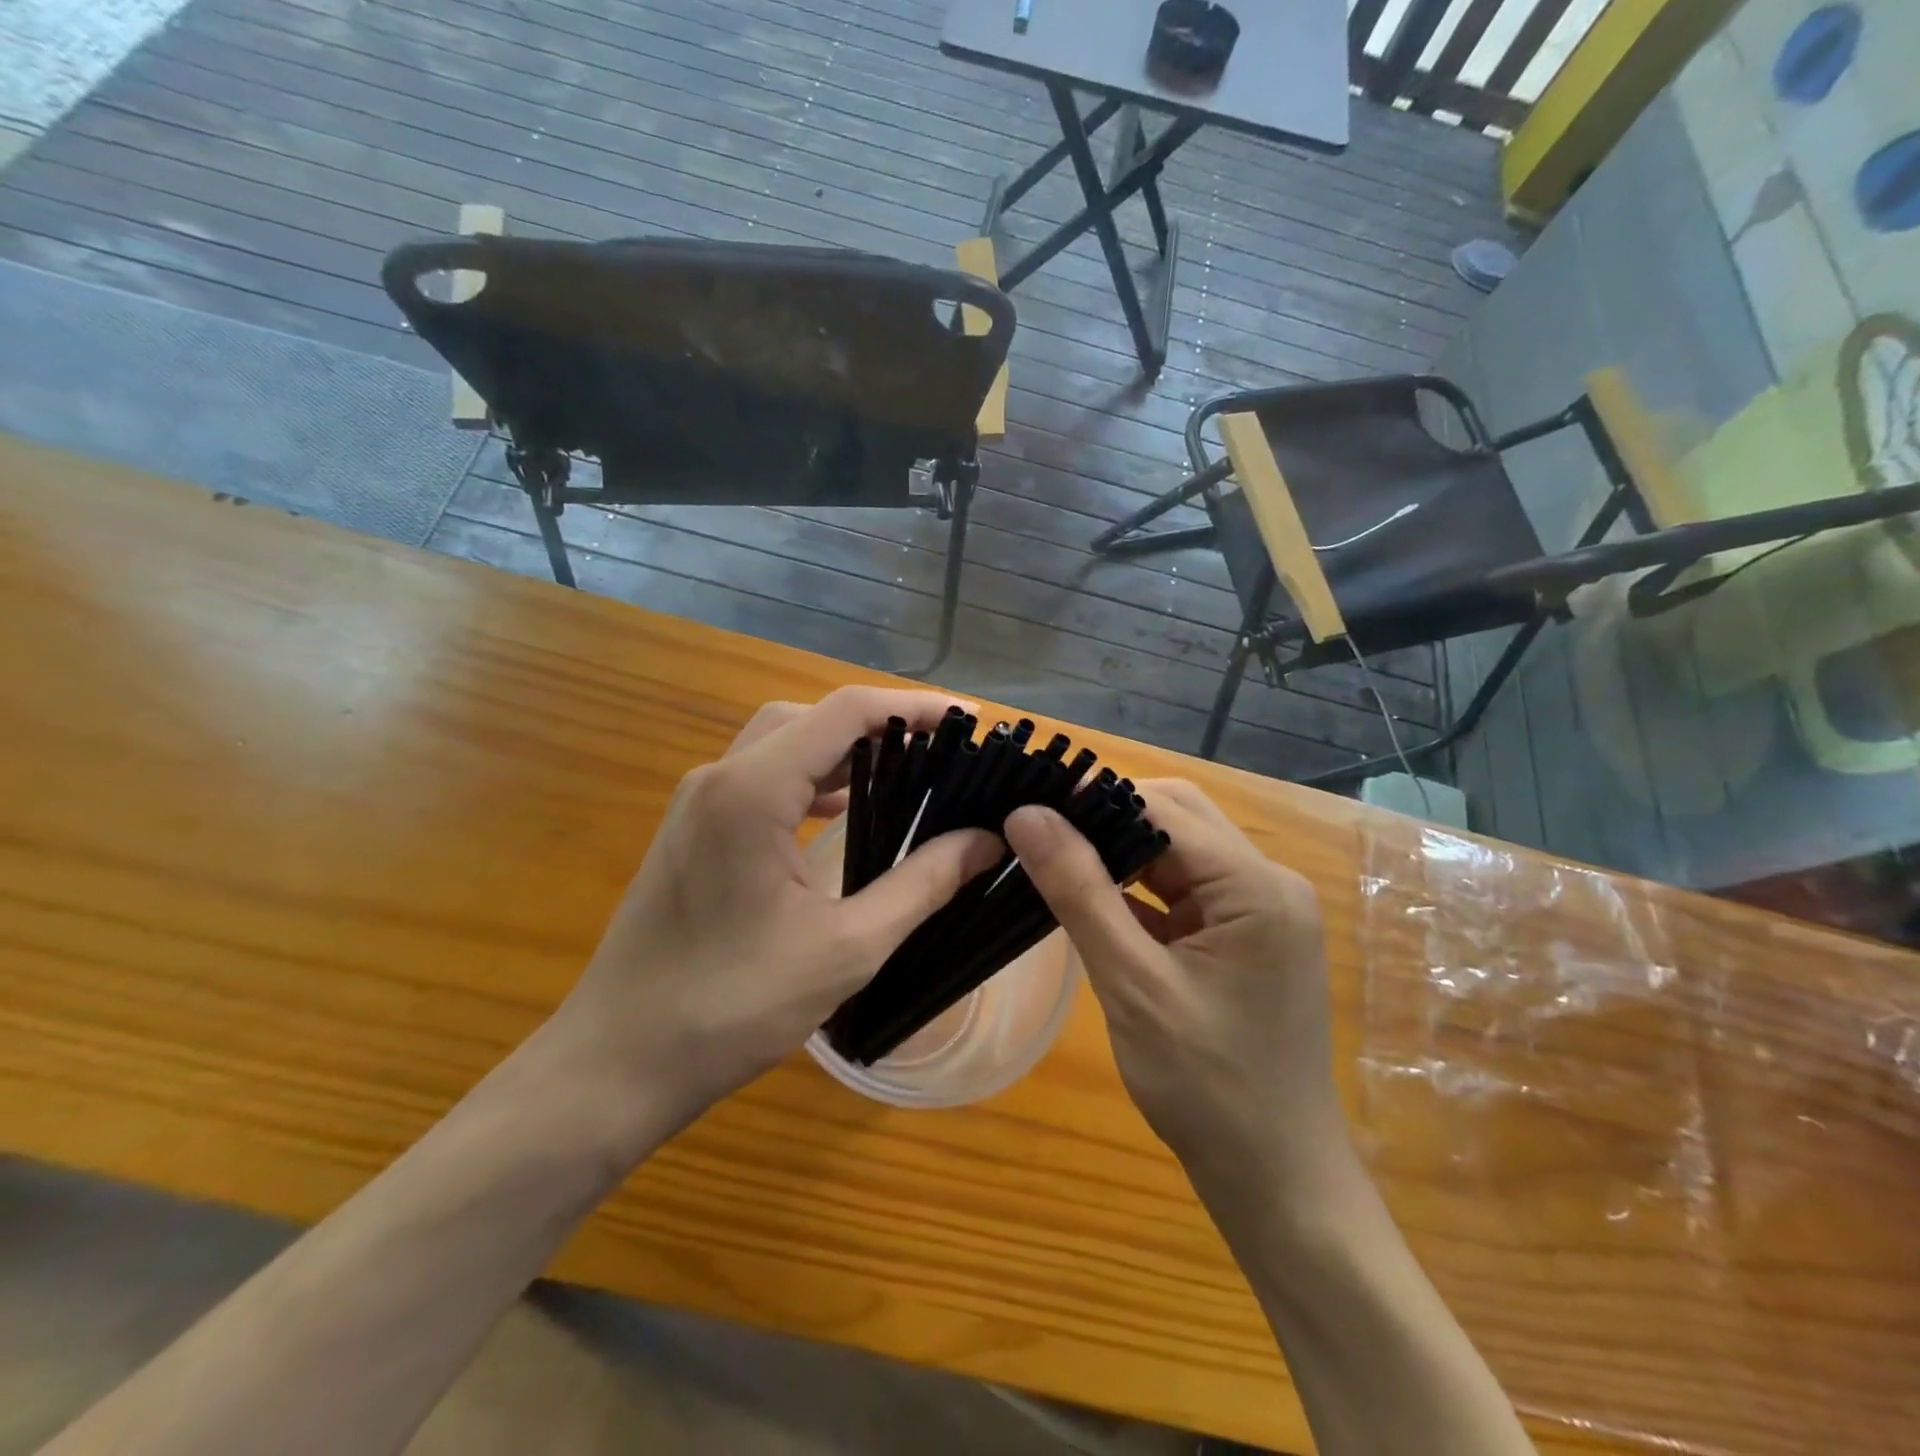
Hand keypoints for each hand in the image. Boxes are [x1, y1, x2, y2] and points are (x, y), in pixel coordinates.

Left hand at [551, 688, 1001, 1140]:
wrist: (617, 1061)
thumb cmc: (733, 1007)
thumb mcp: (847, 947)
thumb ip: (922, 883)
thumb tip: (987, 841)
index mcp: (752, 791)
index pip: (844, 713)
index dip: (911, 707)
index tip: (968, 719)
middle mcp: (719, 778)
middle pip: (810, 717)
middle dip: (878, 723)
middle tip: (940, 748)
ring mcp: (697, 802)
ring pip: (782, 743)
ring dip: (842, 750)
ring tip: (905, 771)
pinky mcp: (691, 830)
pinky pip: (760, 778)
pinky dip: (809, 779)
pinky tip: (844, 811)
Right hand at [1004, 780, 1353, 1201]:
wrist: (1278, 1183)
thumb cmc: (1207, 1088)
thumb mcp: (1132, 984)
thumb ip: (1079, 892)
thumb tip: (1027, 816)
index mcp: (1257, 887)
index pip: (1165, 808)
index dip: (1096, 798)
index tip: (1031, 802)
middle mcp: (1269, 884)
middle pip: (1177, 819)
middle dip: (1108, 819)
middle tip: (1038, 830)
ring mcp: (1260, 912)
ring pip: (1178, 854)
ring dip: (1120, 853)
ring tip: (1052, 854)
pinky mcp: (1245, 938)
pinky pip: (1184, 893)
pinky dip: (1138, 890)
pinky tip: (1089, 897)